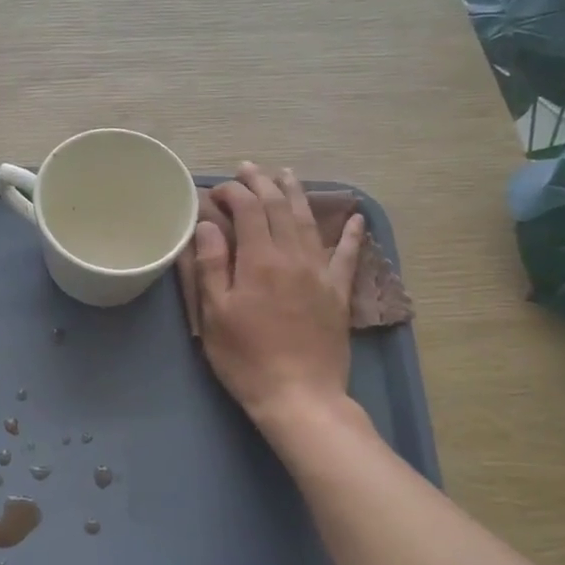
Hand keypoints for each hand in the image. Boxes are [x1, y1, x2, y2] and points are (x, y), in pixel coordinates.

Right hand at [185, 163, 362, 432]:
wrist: (300, 396)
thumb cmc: (247, 358)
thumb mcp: (215, 315)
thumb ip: (211, 265)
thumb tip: (207, 224)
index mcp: (259, 260)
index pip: (247, 209)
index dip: (232, 192)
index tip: (216, 190)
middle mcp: (293, 256)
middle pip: (279, 207)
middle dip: (262, 182)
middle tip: (248, 168)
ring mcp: (320, 272)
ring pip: (309, 221)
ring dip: (296, 194)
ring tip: (286, 174)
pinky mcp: (338, 292)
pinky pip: (347, 255)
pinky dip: (351, 234)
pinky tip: (356, 218)